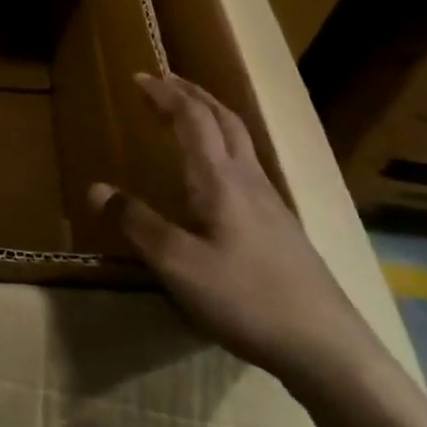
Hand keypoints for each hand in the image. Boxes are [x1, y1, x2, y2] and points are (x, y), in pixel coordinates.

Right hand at [89, 73, 384, 399]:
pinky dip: (224, 145)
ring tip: (189, 113)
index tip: (139, 76)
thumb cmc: (247, 298)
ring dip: (211, 116)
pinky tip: (217, 173)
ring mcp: (271, 204)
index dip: (165, 94)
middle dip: (193, 94)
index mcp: (220, 180)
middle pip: (224, 120)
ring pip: (240, 141)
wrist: (329, 350)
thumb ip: (137, 223)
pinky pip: (247, 165)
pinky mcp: (281, 228)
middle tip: (165, 80)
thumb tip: (96, 188)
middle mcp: (248, 180)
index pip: (192, 119)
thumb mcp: (178, 264)